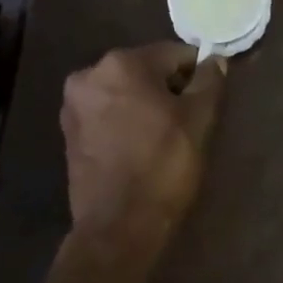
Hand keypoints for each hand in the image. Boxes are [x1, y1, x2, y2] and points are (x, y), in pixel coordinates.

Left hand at [61, 43, 227, 236]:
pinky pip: (108, 114)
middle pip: (146, 70)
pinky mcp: (69, 134)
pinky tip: (141, 148)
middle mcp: (90, 75)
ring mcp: (74, 106)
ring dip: (146, 105)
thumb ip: (208, 81)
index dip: (197, 74)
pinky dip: (126, 122)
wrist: (118, 227)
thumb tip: (214, 60)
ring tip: (165, 138)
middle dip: (169, 89)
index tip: (208, 100)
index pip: (174, 54)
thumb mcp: (199, 119)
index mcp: (121, 63)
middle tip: (188, 121)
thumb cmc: (163, 165)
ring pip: (126, 92)